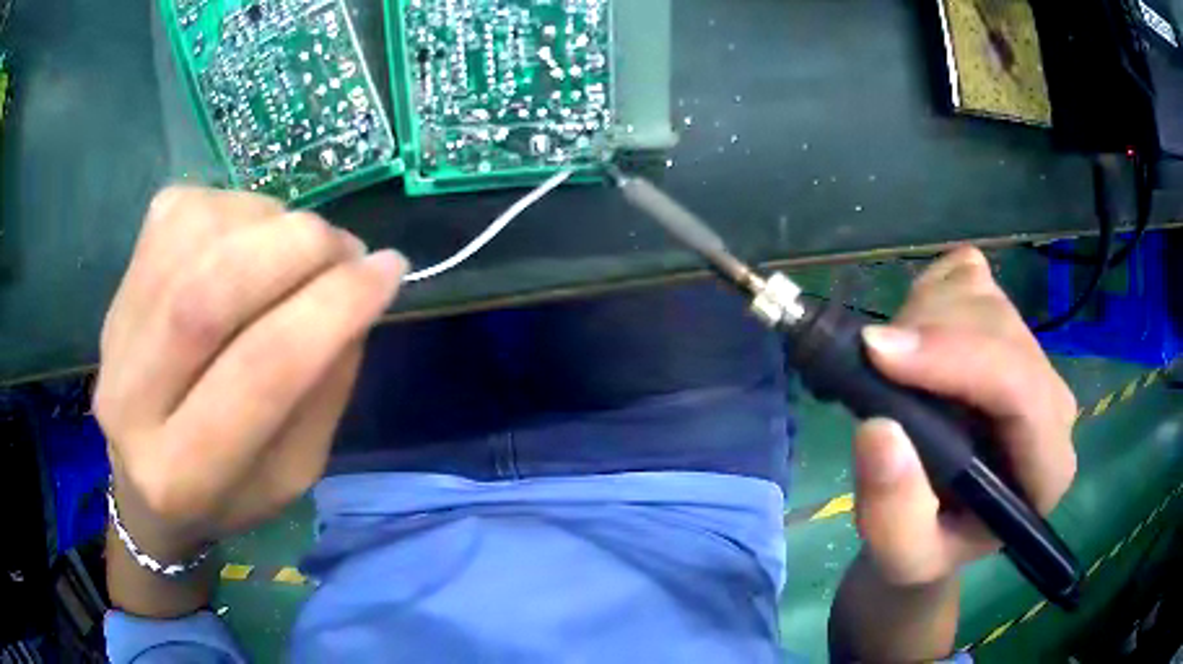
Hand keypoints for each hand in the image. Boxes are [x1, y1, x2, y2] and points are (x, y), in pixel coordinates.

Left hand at [95, 187, 404, 558]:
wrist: (141, 480)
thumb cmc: (225, 492)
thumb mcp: (292, 473)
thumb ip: (322, 392)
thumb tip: (354, 296)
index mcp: (184, 474)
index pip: (260, 372)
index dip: (333, 307)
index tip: (389, 271)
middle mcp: (131, 399)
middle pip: (210, 290)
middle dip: (299, 248)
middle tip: (346, 248)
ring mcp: (115, 328)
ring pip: (195, 234)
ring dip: (269, 222)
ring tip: (297, 247)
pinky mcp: (117, 280)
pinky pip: (183, 209)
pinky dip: (236, 209)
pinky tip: (248, 240)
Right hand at [852, 247, 1077, 586]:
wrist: (942, 522)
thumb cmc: (929, 544)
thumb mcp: (902, 556)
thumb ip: (893, 515)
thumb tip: (879, 430)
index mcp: (1046, 465)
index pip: (1020, 387)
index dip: (953, 359)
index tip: (877, 354)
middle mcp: (1051, 399)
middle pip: (997, 325)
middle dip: (927, 336)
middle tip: (871, 369)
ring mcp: (1032, 352)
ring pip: (981, 293)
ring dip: (922, 315)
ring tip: (892, 366)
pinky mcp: (1007, 322)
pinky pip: (968, 271)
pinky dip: (931, 290)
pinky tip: (917, 338)